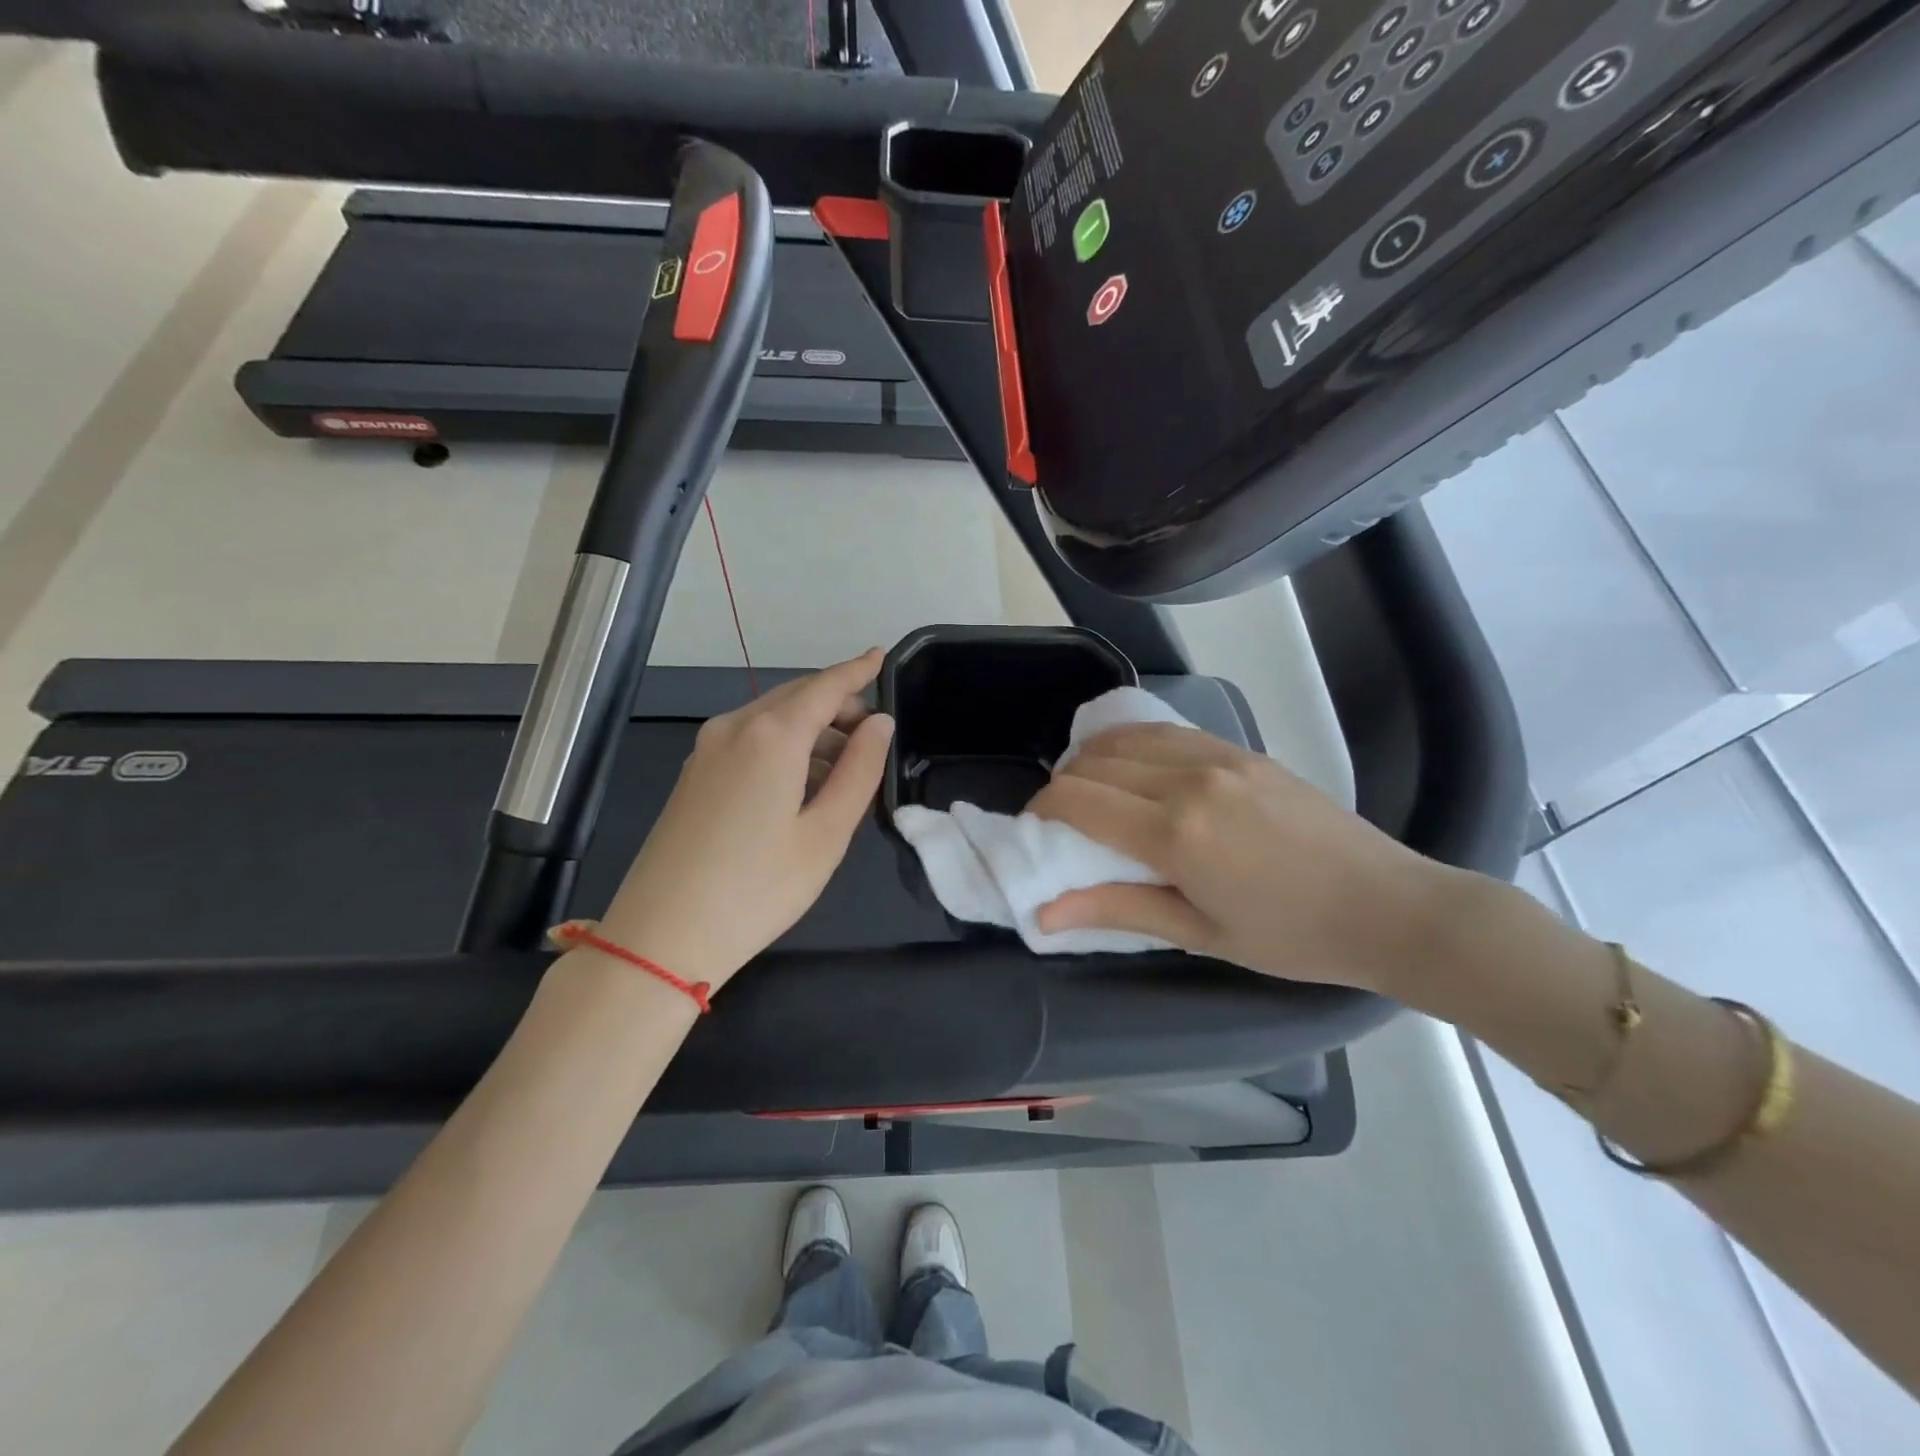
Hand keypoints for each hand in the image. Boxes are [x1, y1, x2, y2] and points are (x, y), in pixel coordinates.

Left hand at [597, 651, 893, 989]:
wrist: (661, 937)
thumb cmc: (758, 888)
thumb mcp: (826, 833)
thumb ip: (860, 770)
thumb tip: (879, 724)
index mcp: (771, 735)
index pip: (825, 686)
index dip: (857, 670)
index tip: (880, 654)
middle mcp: (734, 728)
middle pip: (796, 697)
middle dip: (838, 704)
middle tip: (874, 734)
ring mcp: (706, 751)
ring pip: (771, 719)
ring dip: (812, 730)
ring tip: (845, 769)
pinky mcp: (693, 776)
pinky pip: (749, 741)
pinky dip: (784, 747)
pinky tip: (801, 785)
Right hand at [1029, 724, 1448, 994]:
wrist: (1386, 905)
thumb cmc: (1291, 936)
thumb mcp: (1199, 932)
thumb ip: (1117, 909)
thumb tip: (1044, 911)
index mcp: (1174, 833)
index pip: (1078, 799)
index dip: (1042, 809)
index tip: (1035, 829)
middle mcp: (1187, 780)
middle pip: (1094, 762)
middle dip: (1063, 786)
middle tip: (1062, 820)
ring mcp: (1218, 756)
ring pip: (1126, 737)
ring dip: (1094, 758)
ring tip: (1092, 790)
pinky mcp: (1240, 749)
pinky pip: (1166, 731)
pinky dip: (1133, 743)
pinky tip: (1134, 766)